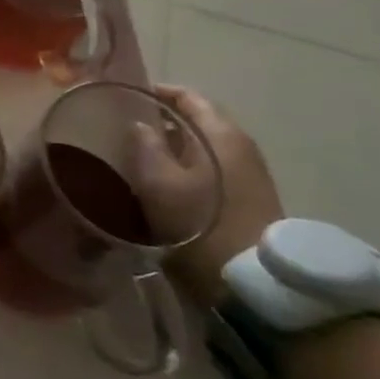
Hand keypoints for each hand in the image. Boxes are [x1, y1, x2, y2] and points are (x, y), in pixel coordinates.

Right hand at [139, 85, 283, 308]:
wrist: (254, 285)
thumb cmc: (200, 224)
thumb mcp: (158, 182)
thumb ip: (144, 145)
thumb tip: (139, 126)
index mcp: (221, 134)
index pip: (188, 96)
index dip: (156, 92)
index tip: (125, 99)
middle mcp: (240, 147)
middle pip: (197, 121)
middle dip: (161, 121)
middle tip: (125, 129)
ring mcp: (249, 175)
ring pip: (202, 147)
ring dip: (172, 147)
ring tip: (137, 156)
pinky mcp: (249, 200)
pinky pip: (210, 169)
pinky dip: (185, 167)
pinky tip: (162, 183)